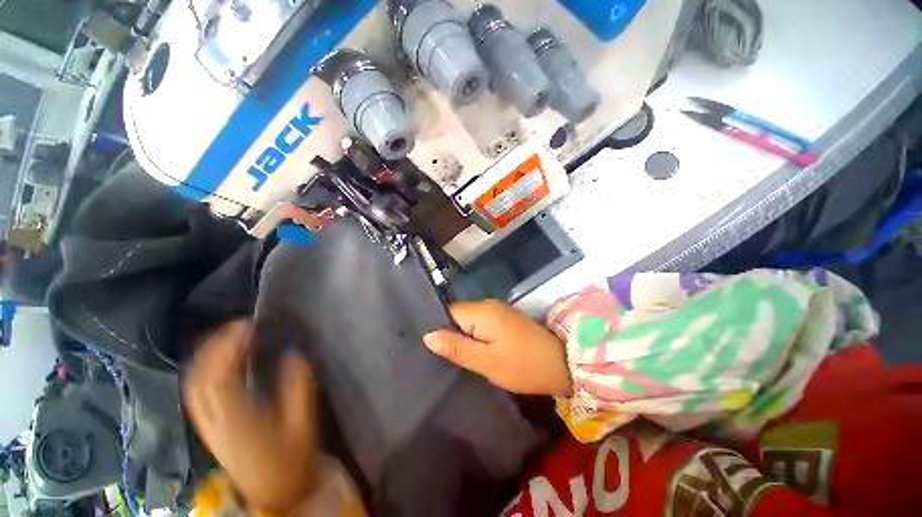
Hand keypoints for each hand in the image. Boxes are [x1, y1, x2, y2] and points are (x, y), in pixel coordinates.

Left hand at [183, 321, 316, 512]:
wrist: (273, 491)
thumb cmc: (290, 458)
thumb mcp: (302, 423)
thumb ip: (298, 386)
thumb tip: (293, 352)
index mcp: (237, 420)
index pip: (220, 378)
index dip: (230, 348)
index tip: (249, 325)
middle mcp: (214, 420)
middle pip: (199, 378)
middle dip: (215, 346)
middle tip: (240, 325)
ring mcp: (207, 424)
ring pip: (193, 384)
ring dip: (207, 355)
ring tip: (230, 336)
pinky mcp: (209, 426)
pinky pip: (197, 391)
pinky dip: (204, 368)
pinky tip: (219, 360)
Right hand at [424, 300, 571, 396]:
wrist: (562, 364)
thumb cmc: (522, 365)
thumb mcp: (486, 361)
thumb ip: (456, 347)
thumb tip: (427, 335)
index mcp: (481, 311)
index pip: (448, 313)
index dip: (439, 329)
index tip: (431, 349)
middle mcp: (488, 304)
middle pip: (458, 315)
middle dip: (450, 334)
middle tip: (443, 358)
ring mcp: (498, 310)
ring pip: (469, 320)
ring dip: (463, 336)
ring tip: (456, 357)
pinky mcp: (505, 319)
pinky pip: (481, 323)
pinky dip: (475, 335)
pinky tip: (474, 350)